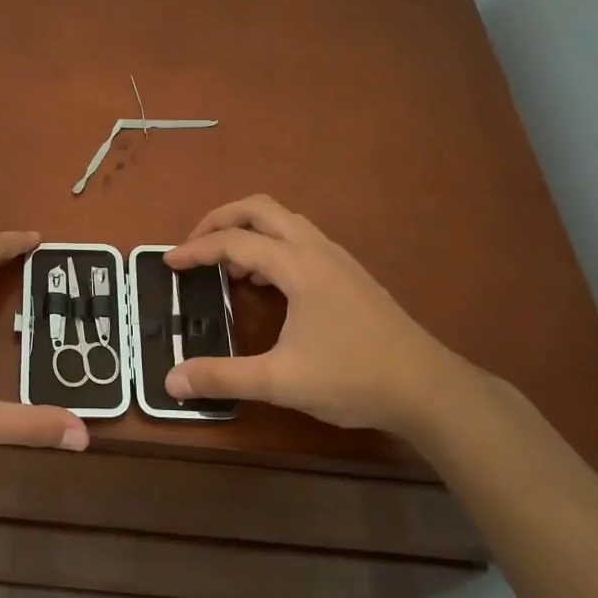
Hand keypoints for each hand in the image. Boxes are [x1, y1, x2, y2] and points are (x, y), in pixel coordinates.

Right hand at [164, 195, 472, 435]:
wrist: (429, 388)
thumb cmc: (354, 378)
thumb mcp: (281, 382)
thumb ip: (222, 377)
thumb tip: (171, 380)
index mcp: (298, 265)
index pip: (234, 241)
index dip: (196, 249)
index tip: (168, 263)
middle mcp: (317, 249)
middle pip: (260, 209)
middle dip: (221, 219)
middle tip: (194, 247)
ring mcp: (338, 259)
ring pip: (284, 221)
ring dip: (249, 231)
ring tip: (228, 267)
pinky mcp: (351, 274)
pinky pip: (301, 240)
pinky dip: (272, 246)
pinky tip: (268, 285)